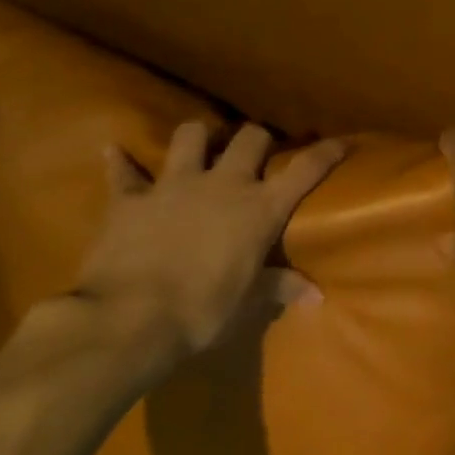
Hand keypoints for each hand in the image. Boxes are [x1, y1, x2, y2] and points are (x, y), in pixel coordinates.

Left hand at [75, 122, 346, 358]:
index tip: (341, 142)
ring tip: (201, 145)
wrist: (130, 318)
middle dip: (259, 138)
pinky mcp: (130, 198)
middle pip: (250, 138)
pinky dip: (121, 162)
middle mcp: (223, 185)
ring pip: (190, 136)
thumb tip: (316, 297)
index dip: (326, 153)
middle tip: (259, 150)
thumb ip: (280, 288)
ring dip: (199, 137)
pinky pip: (124, 171)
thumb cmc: (203, 310)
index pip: (304, 170)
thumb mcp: (248, 302)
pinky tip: (114, 152)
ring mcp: (174, 186)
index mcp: (260, 209)